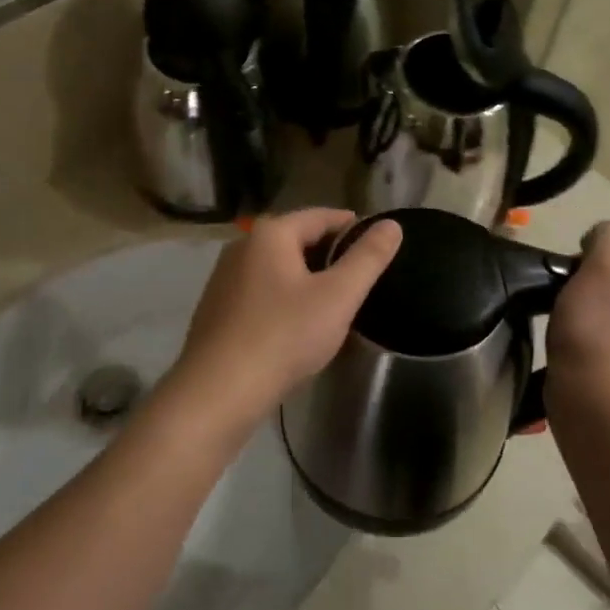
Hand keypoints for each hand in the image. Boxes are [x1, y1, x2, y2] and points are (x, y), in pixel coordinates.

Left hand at [170, 208, 402, 429]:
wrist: (218, 392)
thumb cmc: (284, 336)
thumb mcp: (338, 296)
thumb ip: (368, 258)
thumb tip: (392, 224)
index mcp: (270, 234)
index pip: (322, 216)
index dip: (354, 228)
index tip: (378, 247)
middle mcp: (242, 246)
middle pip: (298, 240)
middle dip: (330, 256)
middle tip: (361, 282)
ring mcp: (224, 278)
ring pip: (279, 269)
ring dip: (307, 280)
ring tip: (335, 305)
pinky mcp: (217, 309)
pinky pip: (261, 292)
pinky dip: (284, 300)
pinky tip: (297, 327)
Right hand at [546, 221, 609, 420]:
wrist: (594, 403)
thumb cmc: (599, 328)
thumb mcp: (605, 266)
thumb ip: (607, 237)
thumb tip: (600, 238)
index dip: (593, 265)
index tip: (570, 281)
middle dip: (591, 294)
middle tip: (564, 305)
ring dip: (589, 321)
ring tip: (566, 332)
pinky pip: (607, 351)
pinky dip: (589, 348)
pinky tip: (574, 354)